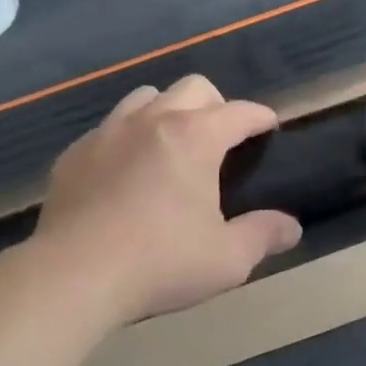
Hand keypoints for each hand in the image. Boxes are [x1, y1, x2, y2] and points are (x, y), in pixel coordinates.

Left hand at [35, 75, 301, 320]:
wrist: (72, 277)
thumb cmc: (160, 263)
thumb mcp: (227, 258)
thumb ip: (264, 235)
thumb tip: (292, 227)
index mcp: (195, 137)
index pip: (239, 112)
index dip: (260, 116)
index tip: (269, 125)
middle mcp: (153, 120)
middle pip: (193, 88)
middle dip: (216, 104)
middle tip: (221, 137)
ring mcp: (108, 132)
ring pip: (145, 97)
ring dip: (168, 110)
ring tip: (172, 143)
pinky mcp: (75, 153)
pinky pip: (108, 127)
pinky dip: (127, 136)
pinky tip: (126, 170)